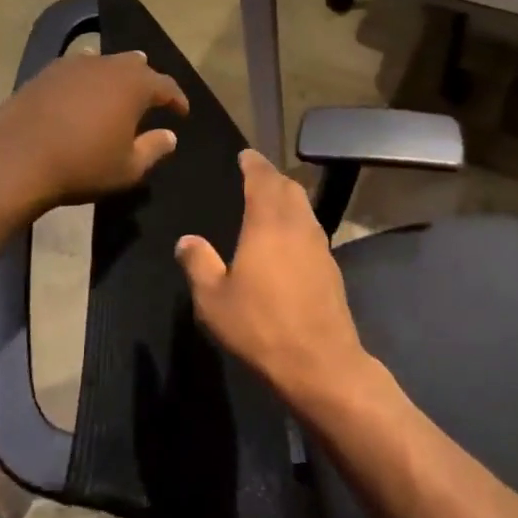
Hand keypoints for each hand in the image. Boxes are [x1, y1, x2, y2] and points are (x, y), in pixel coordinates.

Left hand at [0, 50, 188, 213]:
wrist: (16, 161)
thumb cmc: (82, 166)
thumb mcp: (127, 168)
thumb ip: (153, 148)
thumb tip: (169, 136)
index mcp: (134, 85)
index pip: (166, 85)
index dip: (177, 99)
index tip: (182, 113)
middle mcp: (107, 66)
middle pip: (135, 65)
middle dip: (147, 79)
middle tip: (152, 96)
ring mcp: (72, 65)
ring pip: (104, 62)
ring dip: (115, 75)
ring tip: (118, 88)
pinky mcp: (44, 74)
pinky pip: (76, 69)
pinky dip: (86, 78)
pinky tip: (81, 89)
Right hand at [176, 149, 373, 413]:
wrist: (319, 361)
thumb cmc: (260, 326)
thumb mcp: (213, 300)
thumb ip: (198, 264)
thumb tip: (187, 240)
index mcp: (268, 223)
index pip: (263, 179)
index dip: (254, 164)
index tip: (245, 156)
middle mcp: (298, 225)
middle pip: (289, 188)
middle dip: (272, 177)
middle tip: (255, 176)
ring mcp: (320, 246)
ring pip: (304, 208)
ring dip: (288, 198)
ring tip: (270, 203)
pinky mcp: (331, 267)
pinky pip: (312, 230)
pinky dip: (297, 222)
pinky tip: (288, 240)